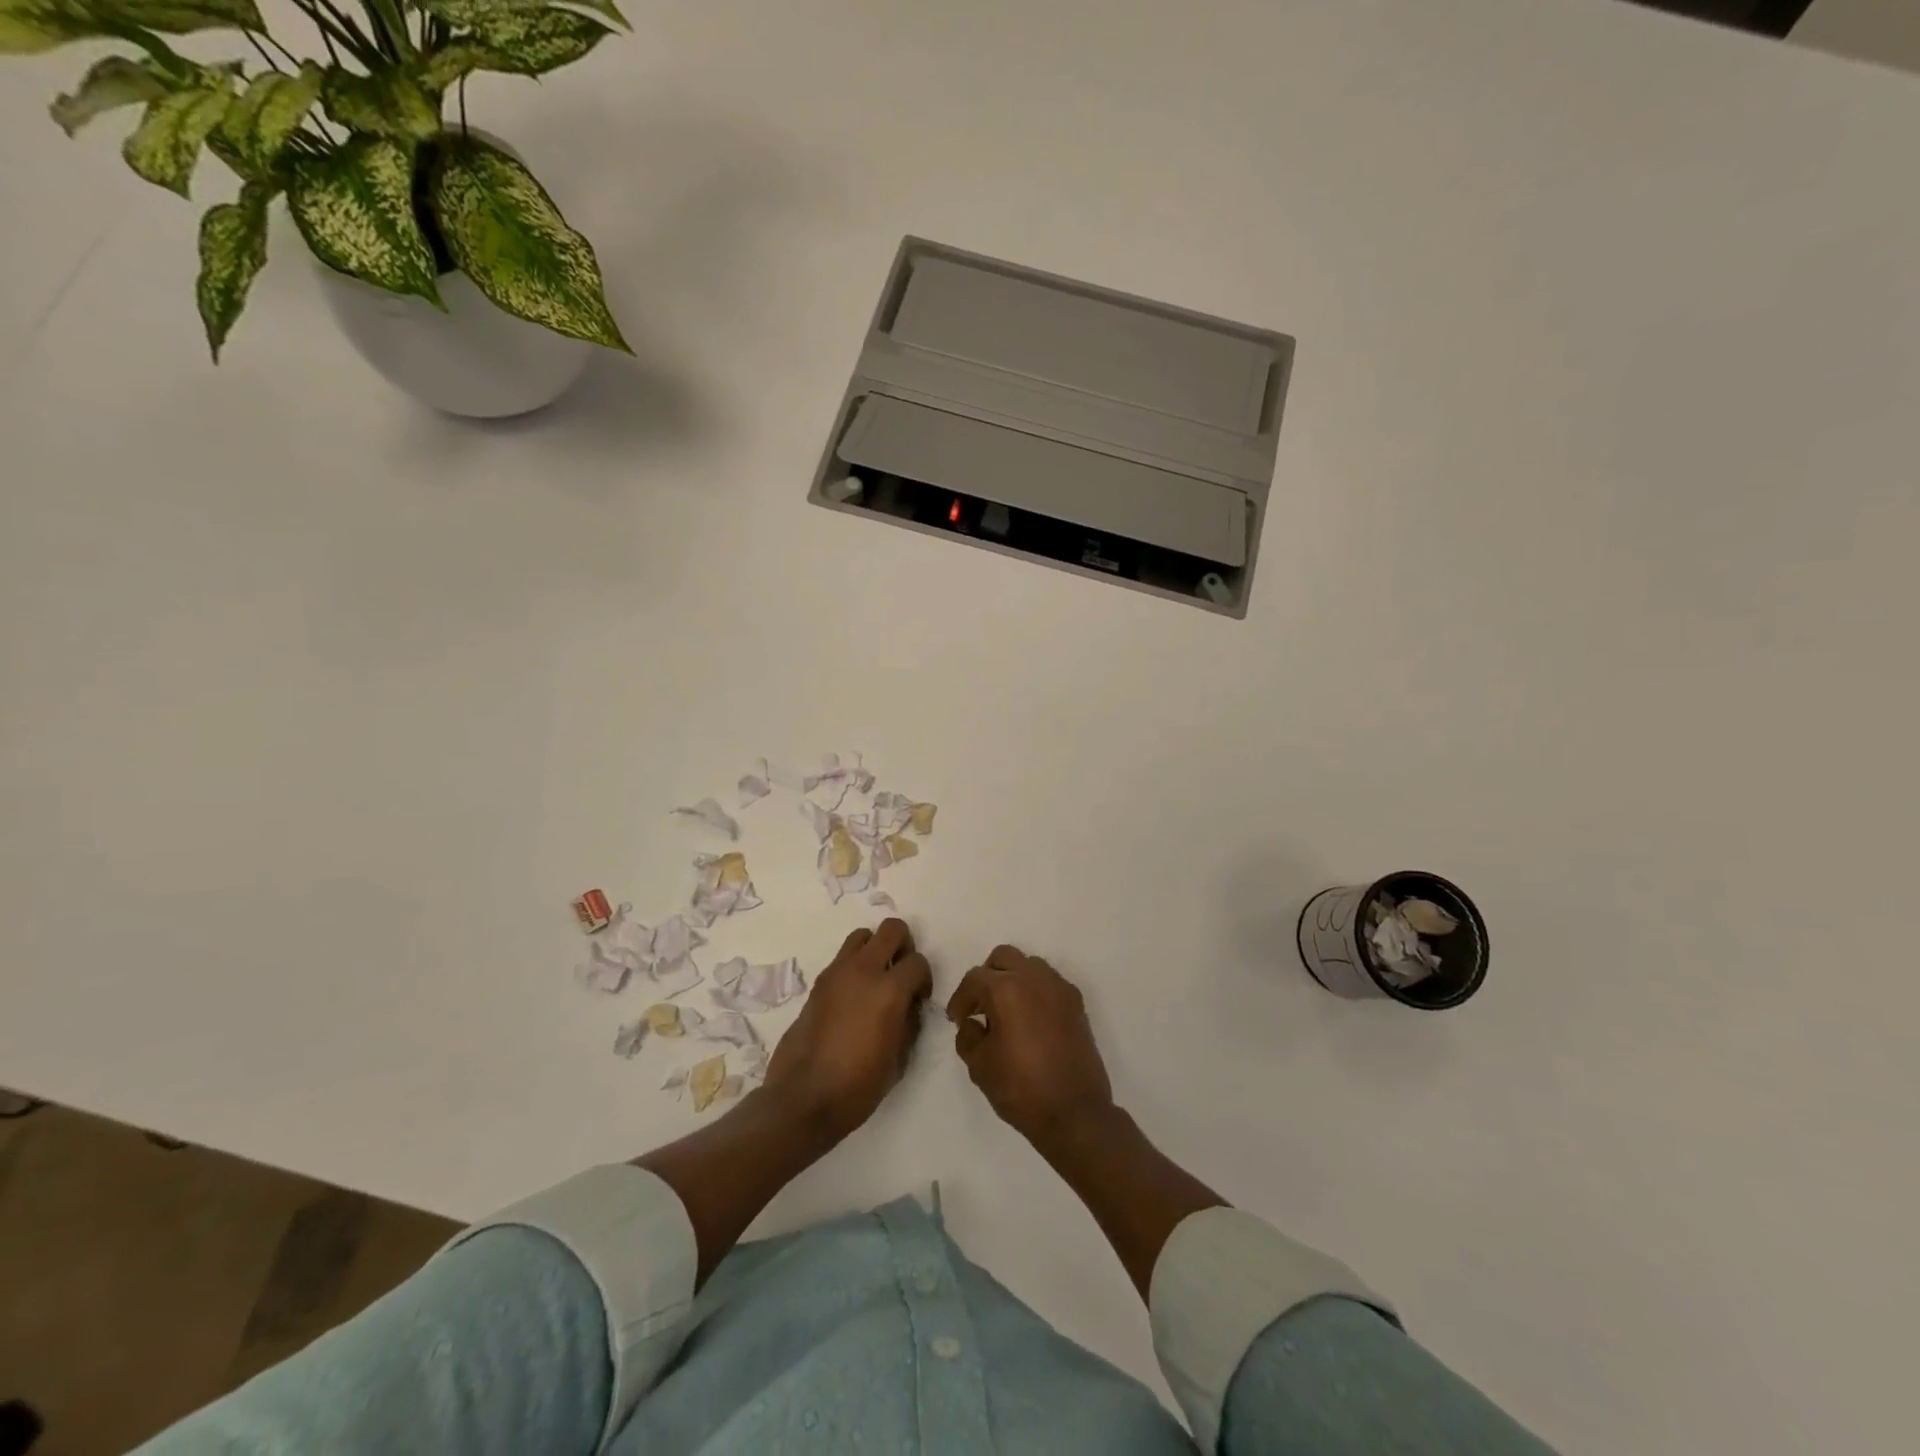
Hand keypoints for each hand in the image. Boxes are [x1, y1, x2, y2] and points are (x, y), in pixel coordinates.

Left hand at [765, 919, 931, 1141]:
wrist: (803, 1099)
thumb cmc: (857, 1087)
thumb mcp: (898, 1060)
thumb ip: (909, 1022)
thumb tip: (909, 1005)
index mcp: (889, 991)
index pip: (918, 962)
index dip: (924, 979)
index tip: (919, 999)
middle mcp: (863, 971)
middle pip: (891, 929)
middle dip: (903, 946)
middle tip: (900, 974)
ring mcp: (836, 973)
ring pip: (862, 936)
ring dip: (874, 950)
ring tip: (875, 980)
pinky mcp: (817, 983)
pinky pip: (842, 958)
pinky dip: (853, 966)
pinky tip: (853, 998)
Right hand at [947, 945, 1114, 1146]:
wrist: (1074, 1113)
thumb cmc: (1020, 1088)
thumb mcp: (979, 1066)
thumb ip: (968, 1036)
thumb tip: (972, 1023)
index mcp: (1006, 989)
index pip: (974, 979)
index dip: (960, 999)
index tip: (956, 1019)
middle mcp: (1034, 978)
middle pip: (1003, 958)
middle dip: (987, 977)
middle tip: (980, 1007)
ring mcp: (1059, 988)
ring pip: (1029, 965)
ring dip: (1013, 980)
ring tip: (1006, 1012)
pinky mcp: (1076, 1003)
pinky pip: (1050, 983)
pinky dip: (1035, 992)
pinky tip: (1030, 1021)